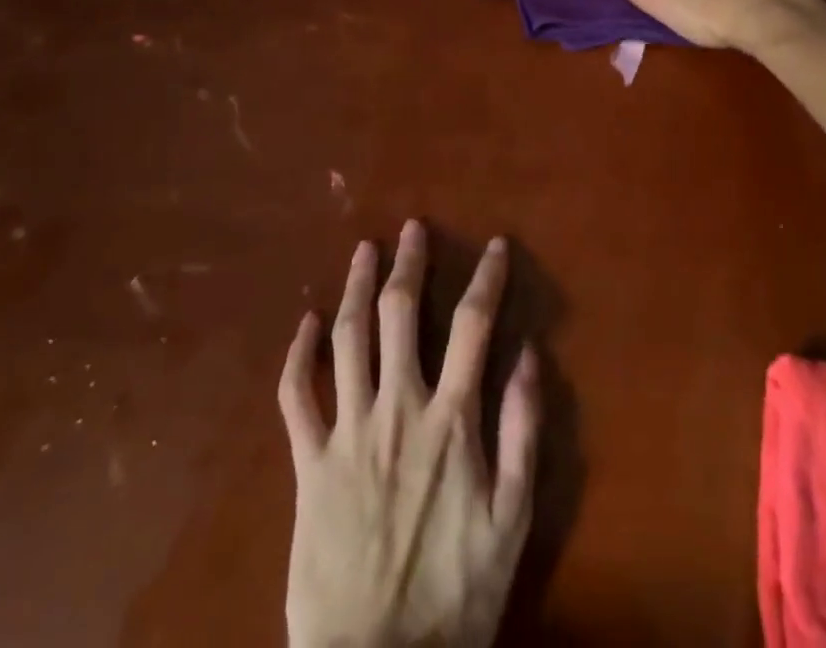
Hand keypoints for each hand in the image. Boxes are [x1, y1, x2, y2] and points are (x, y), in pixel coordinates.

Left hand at [281, 222, 540, 647]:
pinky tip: (304, 323)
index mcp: (451, 419)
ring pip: (347, 338)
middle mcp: (398, 408)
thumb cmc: (455, 596)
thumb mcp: (513, 519)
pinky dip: (297, 355)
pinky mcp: (307, 464)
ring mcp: (348, 432)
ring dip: (356, 287)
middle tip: (412, 228)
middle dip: (409, 263)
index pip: (473, 325)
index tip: (494, 245)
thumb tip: (530, 354)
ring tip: (364, 250)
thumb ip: (522, 431)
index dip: (486, 278)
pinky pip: (295, 397)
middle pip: (401, 314)